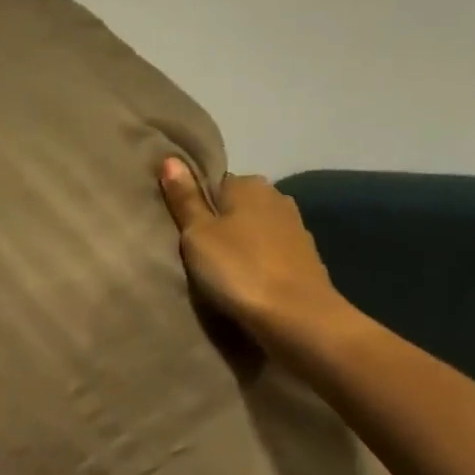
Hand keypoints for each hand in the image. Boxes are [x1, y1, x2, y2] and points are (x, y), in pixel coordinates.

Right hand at [157, 158, 352, 359]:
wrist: (295, 316)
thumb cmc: (238, 269)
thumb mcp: (198, 234)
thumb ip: (184, 199)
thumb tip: (169, 158)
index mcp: (248, 185)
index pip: (214, 183)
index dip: (196, 205)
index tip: (182, 231)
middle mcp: (276, 197)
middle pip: (237, 207)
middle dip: (220, 225)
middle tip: (195, 255)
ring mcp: (295, 228)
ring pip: (255, 231)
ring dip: (240, 245)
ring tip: (219, 272)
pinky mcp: (305, 259)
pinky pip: (270, 253)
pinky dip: (258, 263)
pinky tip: (246, 282)